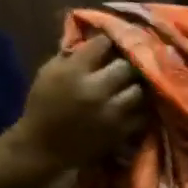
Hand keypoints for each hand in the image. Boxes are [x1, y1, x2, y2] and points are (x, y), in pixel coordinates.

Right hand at [13, 35, 144, 172]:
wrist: (44, 146)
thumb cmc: (43, 105)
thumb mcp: (49, 73)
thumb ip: (74, 56)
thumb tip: (98, 41)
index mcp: (72, 72)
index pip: (102, 45)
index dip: (108, 42)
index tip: (110, 44)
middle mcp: (95, 90)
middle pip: (126, 66)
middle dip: (126, 63)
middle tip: (126, 65)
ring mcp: (112, 112)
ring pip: (139, 89)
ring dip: (136, 86)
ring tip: (132, 85)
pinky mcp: (122, 130)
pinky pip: (143, 113)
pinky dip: (141, 107)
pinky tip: (134, 104)